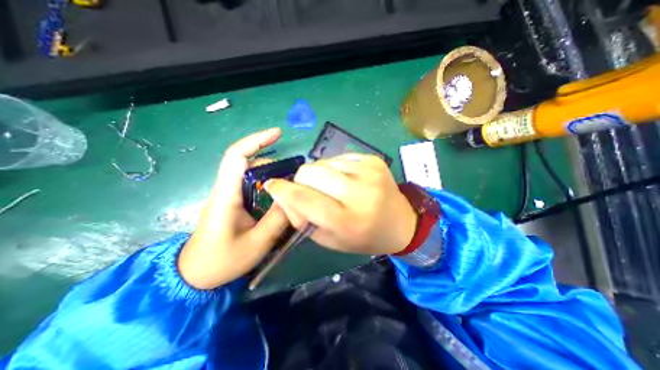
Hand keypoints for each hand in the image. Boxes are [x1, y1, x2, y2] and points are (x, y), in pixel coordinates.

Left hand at [179, 128, 289, 290]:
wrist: (196, 275)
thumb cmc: (222, 261)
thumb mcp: (257, 243)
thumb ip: (277, 219)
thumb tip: (294, 197)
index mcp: (226, 196)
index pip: (236, 156)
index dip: (256, 140)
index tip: (278, 134)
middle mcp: (226, 190)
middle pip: (249, 164)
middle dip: (274, 163)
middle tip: (295, 176)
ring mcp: (229, 196)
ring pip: (253, 175)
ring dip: (273, 176)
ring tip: (291, 188)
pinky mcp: (234, 203)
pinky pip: (253, 187)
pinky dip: (269, 186)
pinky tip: (281, 197)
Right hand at [264, 153, 413, 253]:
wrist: (400, 222)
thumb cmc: (363, 237)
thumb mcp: (330, 239)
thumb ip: (303, 219)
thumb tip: (284, 195)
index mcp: (346, 221)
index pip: (303, 199)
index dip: (282, 191)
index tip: (272, 186)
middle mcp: (358, 193)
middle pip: (309, 173)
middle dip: (300, 181)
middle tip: (307, 190)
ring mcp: (368, 172)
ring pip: (322, 162)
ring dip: (318, 174)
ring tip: (330, 186)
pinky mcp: (373, 159)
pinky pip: (338, 157)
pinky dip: (334, 168)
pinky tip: (344, 179)